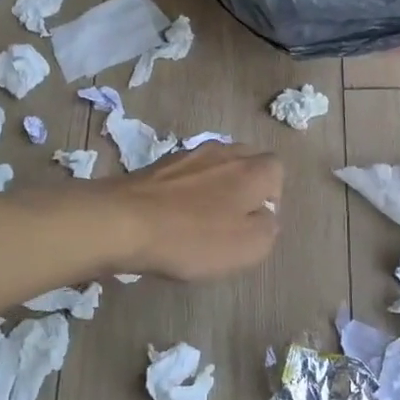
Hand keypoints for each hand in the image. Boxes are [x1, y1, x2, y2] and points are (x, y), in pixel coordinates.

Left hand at [101, 143, 283, 280]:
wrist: (122, 221)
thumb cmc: (194, 237)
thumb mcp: (249, 247)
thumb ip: (268, 229)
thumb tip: (266, 216)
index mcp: (252, 169)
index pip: (277, 169)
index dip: (272, 196)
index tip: (256, 223)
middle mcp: (224, 152)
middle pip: (246, 161)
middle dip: (245, 186)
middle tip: (232, 220)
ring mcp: (187, 155)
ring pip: (214, 165)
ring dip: (214, 187)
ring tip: (200, 219)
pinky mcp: (157, 165)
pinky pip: (185, 174)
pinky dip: (185, 191)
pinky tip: (173, 215)